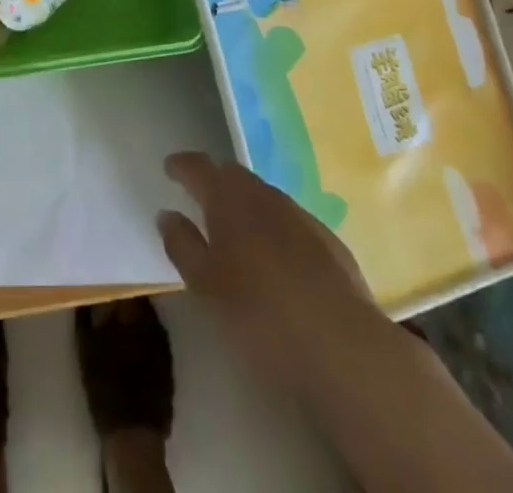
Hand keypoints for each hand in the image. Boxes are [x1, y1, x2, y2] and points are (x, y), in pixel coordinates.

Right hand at [158, 152, 385, 390]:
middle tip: (199, 192)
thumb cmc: (260, 316)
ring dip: (246, 201)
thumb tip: (167, 213)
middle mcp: (264, 196)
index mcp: (228, 200)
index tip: (170, 167)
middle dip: (215, 178)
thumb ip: (182, 245)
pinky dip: (274, 224)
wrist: (344, 347)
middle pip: (234, 174)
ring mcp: (301, 216)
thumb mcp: (205, 287)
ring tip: (235, 223)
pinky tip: (275, 252)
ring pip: (264, 195)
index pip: (199, 167)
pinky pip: (291, 220)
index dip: (182, 165)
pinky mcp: (329, 243)